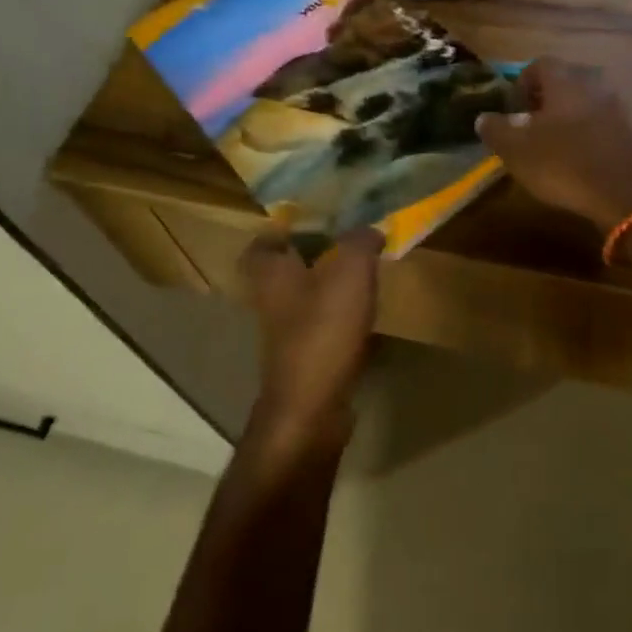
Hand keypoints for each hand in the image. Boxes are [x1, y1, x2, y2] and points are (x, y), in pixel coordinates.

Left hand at [240, 226, 385, 447]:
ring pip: (304, 300)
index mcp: (271, 274)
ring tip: (362, 274)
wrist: (312, 409)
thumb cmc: (322, 329)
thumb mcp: (350, 271)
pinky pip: (323, 328)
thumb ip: (360, 242)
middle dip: (310, 257)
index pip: (260, 245)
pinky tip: (367, 315)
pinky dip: (341, 319)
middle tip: (344, 243)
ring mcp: (286, 336)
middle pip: (284, 272)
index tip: (308, 222)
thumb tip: (371, 228)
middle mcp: (271, 303)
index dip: (278, 232)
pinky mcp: (306, 361)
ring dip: (328, 288)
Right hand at [475, 59, 631, 232]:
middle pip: (564, 82)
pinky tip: (575, 159)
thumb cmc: (563, 164)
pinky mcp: (629, 133)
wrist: (624, 196)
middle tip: (528, 126)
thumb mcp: (516, 150)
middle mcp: (594, 85)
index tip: (512, 109)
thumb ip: (496, 129)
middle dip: (544, 100)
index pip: (539, 64)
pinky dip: (585, 134)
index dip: (521, 83)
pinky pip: (599, 123)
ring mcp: (616, 109)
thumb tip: (484, 118)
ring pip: (583, 103)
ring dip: (565, 118)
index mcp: (565, 81)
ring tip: (550, 145)